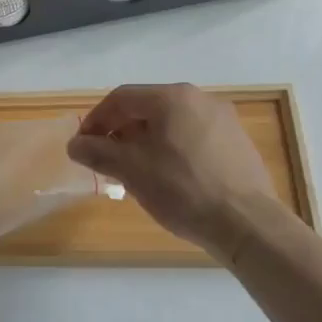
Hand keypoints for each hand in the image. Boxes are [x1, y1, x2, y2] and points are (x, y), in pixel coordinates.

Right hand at [67, 85, 276, 257]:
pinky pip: (193, 137)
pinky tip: (168, 178)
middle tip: (105, 159)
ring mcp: (223, 120)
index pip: (121, 98)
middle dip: (120, 131)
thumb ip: (98, 152)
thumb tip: (75, 144)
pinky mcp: (237, 142)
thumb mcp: (131, 170)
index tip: (82, 145)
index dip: (96, 120)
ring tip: (134, 171)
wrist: (246, 223)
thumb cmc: (182, 189)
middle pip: (147, 108)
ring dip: (145, 142)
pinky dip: (171, 150)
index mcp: (172, 97)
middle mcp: (200, 99)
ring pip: (171, 123)